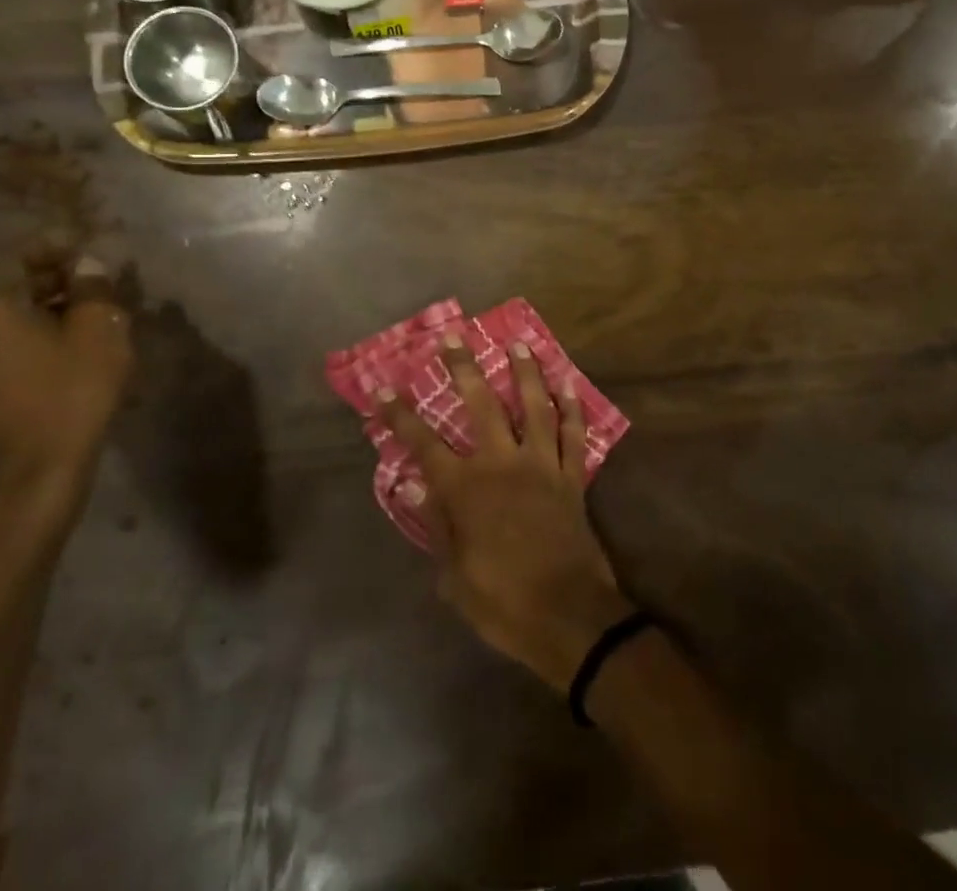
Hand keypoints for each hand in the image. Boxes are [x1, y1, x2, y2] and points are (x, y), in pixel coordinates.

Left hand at [0, 257, 133, 510]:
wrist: (38, 472)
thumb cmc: (72, 391)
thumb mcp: (97, 330)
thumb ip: (93, 289)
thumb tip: (88, 263)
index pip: (19, 256)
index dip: (57, 245)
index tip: (91, 245)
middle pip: (17, 287)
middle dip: (60, 278)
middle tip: (103, 280)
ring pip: (19, 319)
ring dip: (57, 309)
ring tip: (100, 314)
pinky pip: (18, 347)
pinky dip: (48, 337)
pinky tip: (82, 348)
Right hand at [380, 336, 632, 689]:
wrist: (569, 619)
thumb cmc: (504, 603)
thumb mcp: (455, 578)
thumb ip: (438, 525)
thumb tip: (416, 484)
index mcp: (466, 490)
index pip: (424, 444)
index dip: (400, 415)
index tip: (382, 387)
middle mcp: (502, 464)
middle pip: (482, 405)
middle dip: (464, 368)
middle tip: (455, 336)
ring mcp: (542, 466)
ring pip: (534, 407)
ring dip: (525, 373)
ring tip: (518, 343)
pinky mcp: (572, 477)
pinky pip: (574, 435)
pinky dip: (572, 408)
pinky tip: (569, 384)